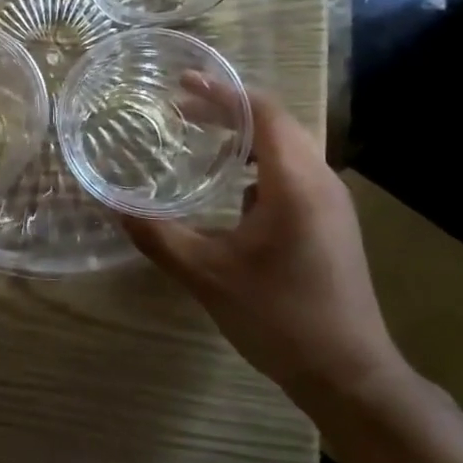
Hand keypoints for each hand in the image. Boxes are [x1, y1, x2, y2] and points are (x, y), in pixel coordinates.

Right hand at [120, 83, 405, 411]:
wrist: (349, 376)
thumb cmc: (279, 318)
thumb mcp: (207, 275)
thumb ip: (158, 236)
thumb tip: (113, 206)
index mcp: (295, 183)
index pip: (263, 112)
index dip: (221, 92)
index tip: (180, 85)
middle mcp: (321, 181)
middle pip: (276, 124)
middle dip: (227, 111)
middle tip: (180, 111)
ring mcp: (332, 204)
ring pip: (287, 150)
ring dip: (245, 138)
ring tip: (203, 142)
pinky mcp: (332, 224)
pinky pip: (294, 175)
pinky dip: (259, 166)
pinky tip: (233, 193)